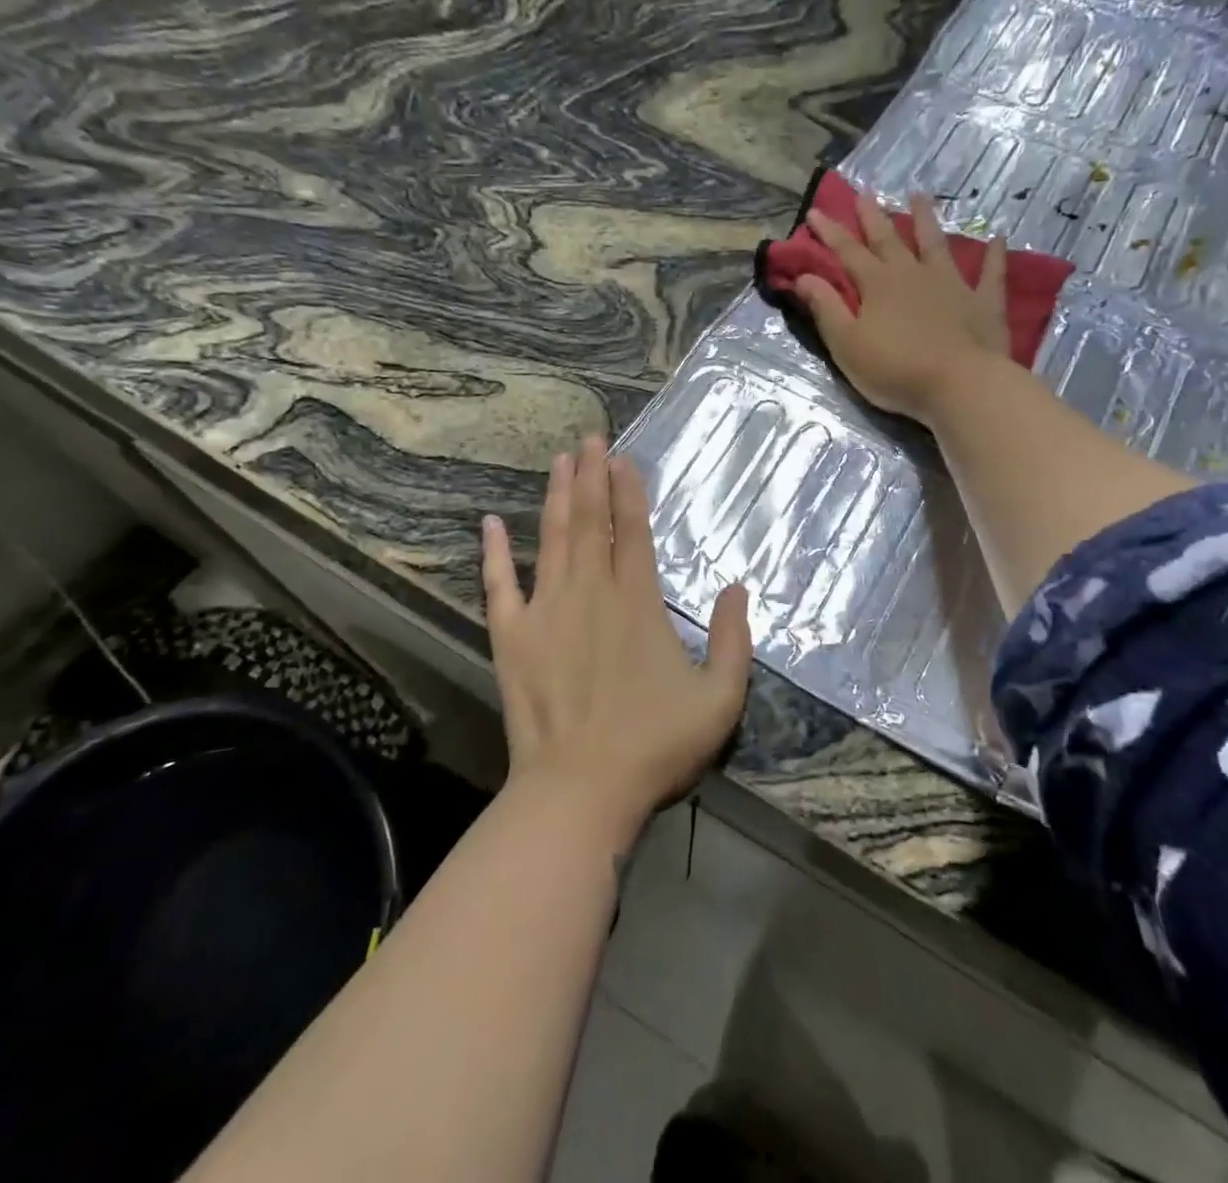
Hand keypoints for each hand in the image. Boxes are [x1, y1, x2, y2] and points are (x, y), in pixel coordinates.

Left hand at [481, 435, 752, 836]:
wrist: (580, 790)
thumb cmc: (654, 745)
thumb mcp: (719, 698)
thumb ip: (734, 640)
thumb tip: (737, 587)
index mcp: (638, 602)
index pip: (632, 531)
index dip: (628, 491)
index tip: (621, 457)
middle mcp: (591, 592)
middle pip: (590, 522)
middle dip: (591, 475)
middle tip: (588, 437)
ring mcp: (546, 611)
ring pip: (551, 539)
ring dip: (556, 497)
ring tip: (559, 460)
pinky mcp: (511, 636)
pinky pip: (499, 584)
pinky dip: (494, 552)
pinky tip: (489, 524)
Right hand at [797, 193, 1008, 424]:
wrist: (959, 385)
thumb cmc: (895, 369)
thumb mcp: (847, 344)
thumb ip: (826, 308)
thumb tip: (803, 276)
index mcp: (877, 285)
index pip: (847, 252)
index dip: (830, 232)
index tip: (815, 211)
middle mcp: (913, 274)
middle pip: (889, 240)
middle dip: (873, 217)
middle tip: (864, 192)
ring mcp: (952, 284)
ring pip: (935, 244)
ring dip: (926, 220)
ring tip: (919, 196)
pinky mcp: (984, 302)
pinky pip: (990, 273)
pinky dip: (994, 255)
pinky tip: (998, 238)